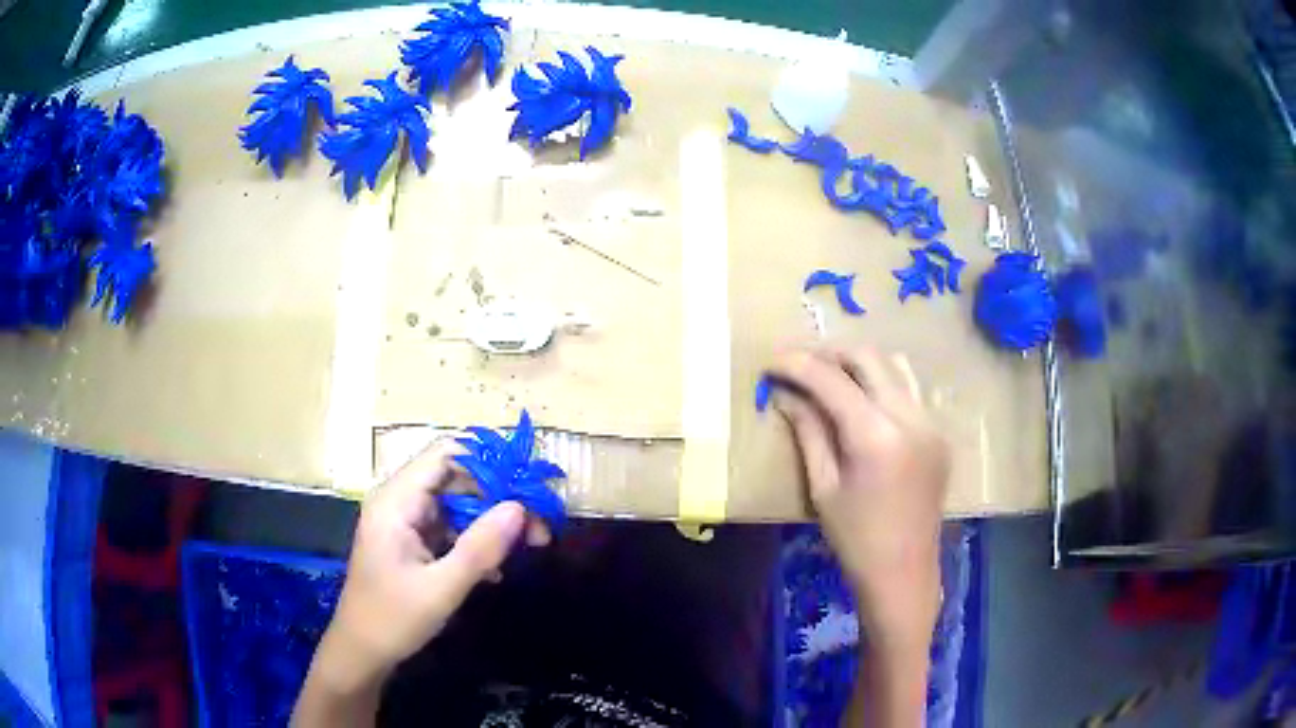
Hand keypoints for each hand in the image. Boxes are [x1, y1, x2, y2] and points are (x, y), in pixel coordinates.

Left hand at [306, 443, 547, 697]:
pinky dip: (476, 540)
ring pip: (457, 503)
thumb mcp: (441, 588)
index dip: (487, 462)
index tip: (528, 485)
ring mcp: (405, 522)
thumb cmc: (393, 619)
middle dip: (498, 496)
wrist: (361, 652)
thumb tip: (520, 507)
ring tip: (531, 543)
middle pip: (455, 477)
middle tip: (538, 525)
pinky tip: (497, 570)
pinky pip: (450, 527)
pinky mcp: (412, 542)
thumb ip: (480, 548)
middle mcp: (399, 501)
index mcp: (396, 502)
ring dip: (492, 521)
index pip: (444, 456)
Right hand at [766, 346, 948, 643]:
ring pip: (894, 366)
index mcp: (876, 435)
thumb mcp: (823, 486)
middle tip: (799, 369)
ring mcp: (931, 423)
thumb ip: (808, 431)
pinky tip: (864, 406)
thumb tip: (785, 394)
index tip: (770, 362)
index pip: (831, 379)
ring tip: (831, 381)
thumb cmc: (855, 539)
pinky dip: (883, 384)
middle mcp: (910, 417)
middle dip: (829, 355)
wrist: (904, 572)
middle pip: (868, 358)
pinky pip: (910, 391)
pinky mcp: (939, 434)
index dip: (797, 364)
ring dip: (859, 365)